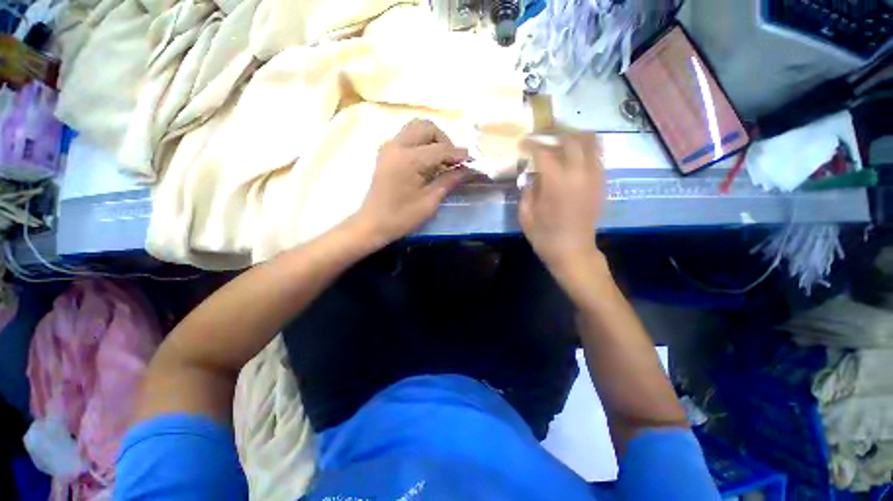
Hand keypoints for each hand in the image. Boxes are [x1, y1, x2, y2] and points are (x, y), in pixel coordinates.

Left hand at [354, 119, 470, 244]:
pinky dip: (421, 143)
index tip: (472, 161)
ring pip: (416, 128)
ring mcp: (388, 146)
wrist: (373, 224)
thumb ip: (449, 181)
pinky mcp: (386, 152)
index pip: (440, 148)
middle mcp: (396, 145)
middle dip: (444, 140)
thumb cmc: (402, 217)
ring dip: (432, 139)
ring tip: (441, 161)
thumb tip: (467, 169)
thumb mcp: (430, 201)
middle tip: (453, 161)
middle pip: (427, 127)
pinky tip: (427, 162)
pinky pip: (407, 137)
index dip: (459, 154)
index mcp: (408, 159)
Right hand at [519, 132, 603, 272]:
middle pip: (571, 138)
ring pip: (590, 141)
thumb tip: (532, 174)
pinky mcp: (602, 182)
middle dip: (554, 130)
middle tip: (540, 133)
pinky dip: (584, 147)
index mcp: (556, 183)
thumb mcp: (526, 215)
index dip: (531, 143)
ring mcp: (594, 177)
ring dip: (573, 134)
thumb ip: (527, 190)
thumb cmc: (545, 237)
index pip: (544, 151)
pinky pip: (597, 154)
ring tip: (558, 137)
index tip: (522, 143)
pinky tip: (571, 154)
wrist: (574, 252)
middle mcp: (579, 174)